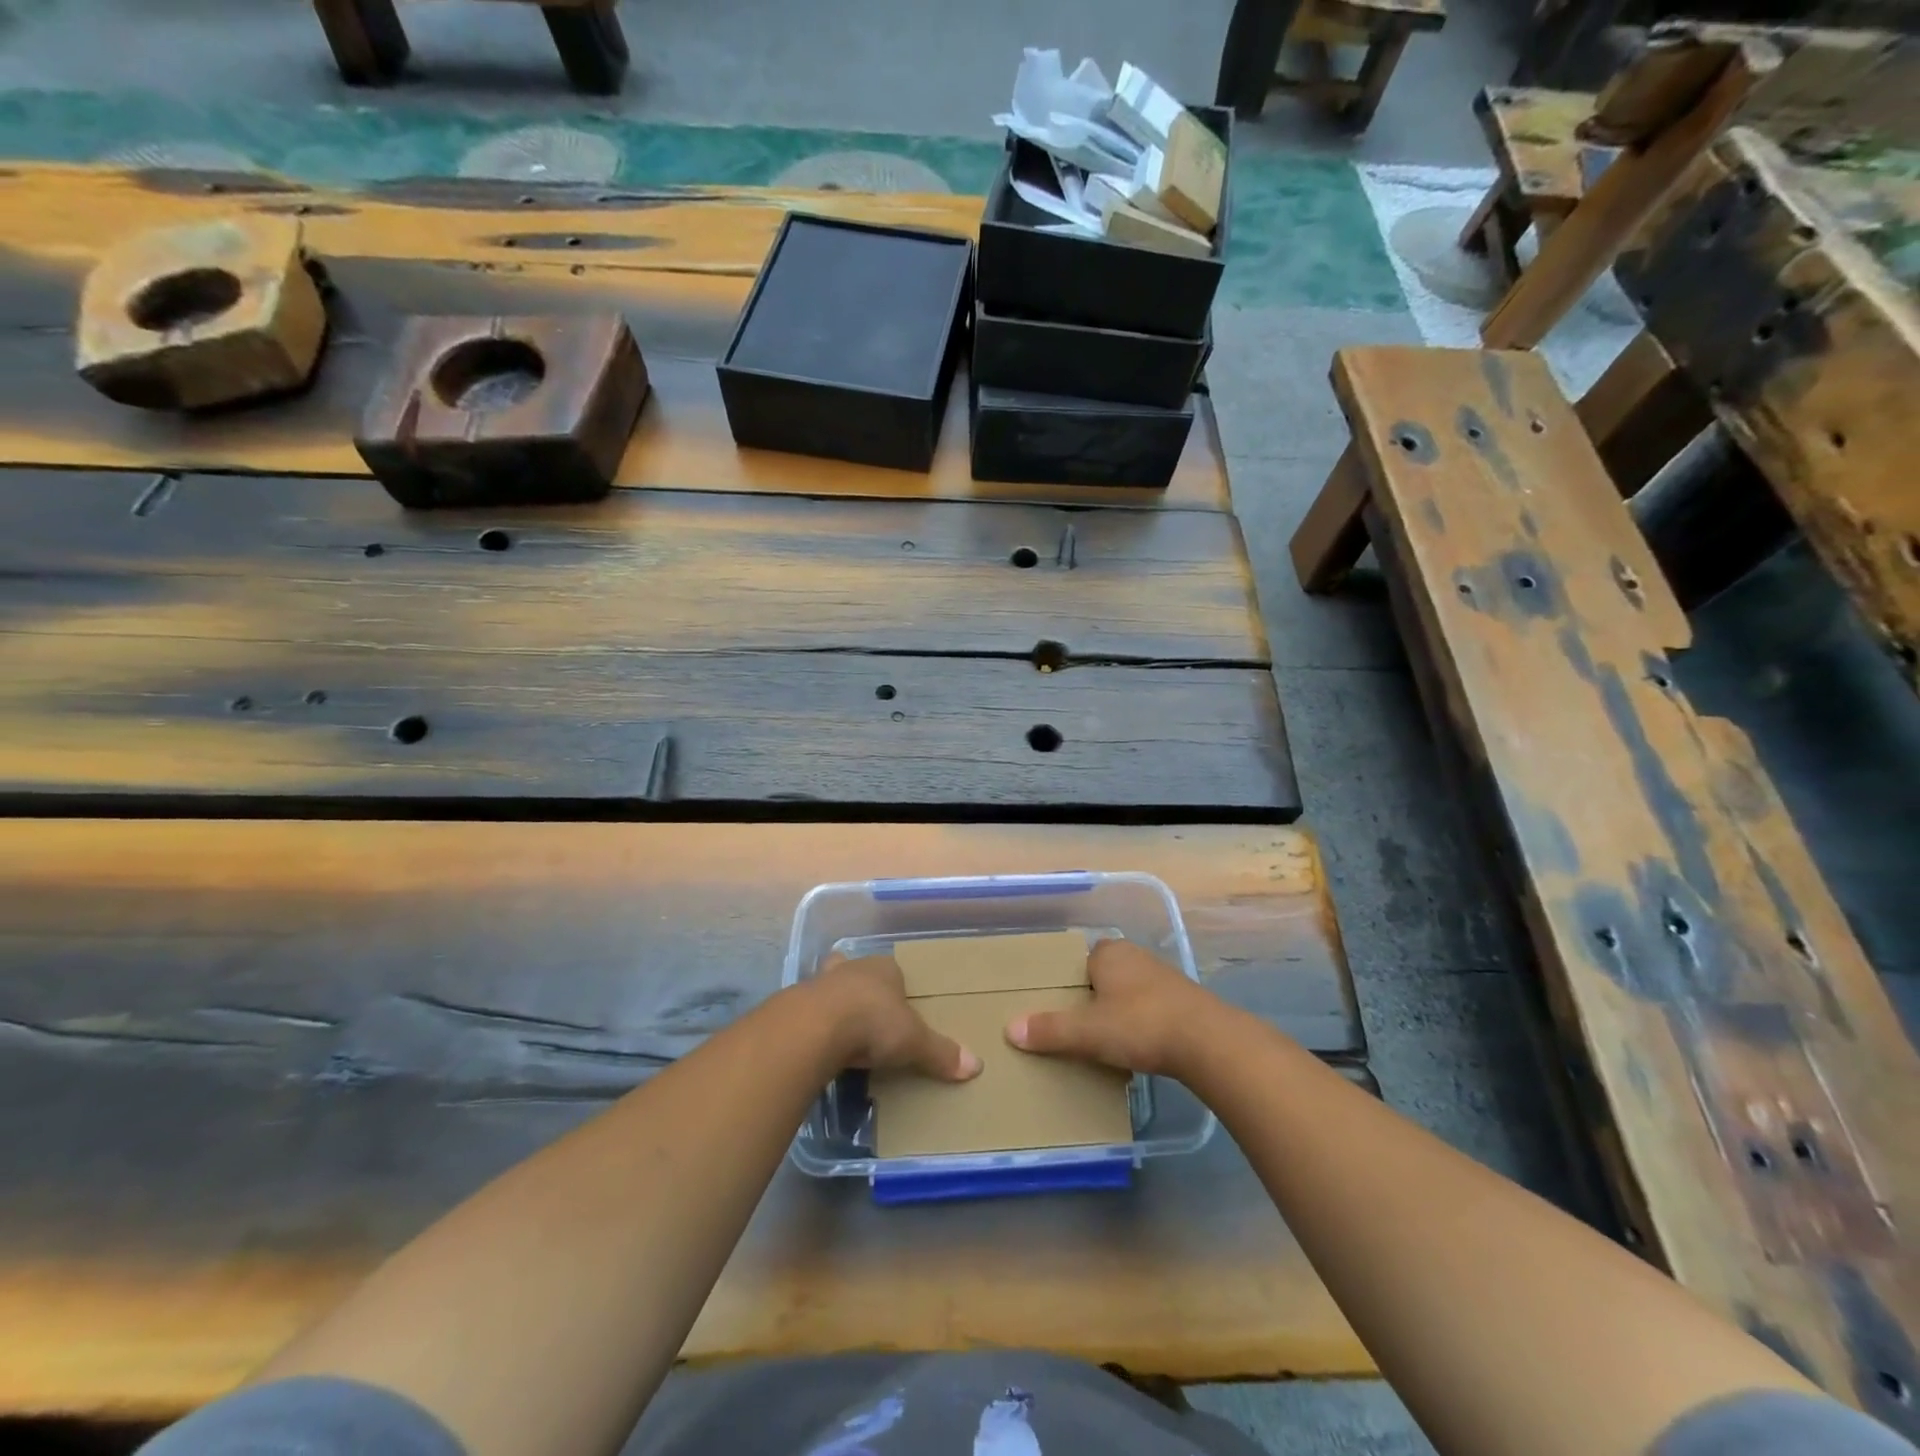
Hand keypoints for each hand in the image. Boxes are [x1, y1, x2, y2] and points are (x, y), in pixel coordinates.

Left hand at [809, 954, 981, 1081]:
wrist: (816, 1026)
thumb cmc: (874, 1022)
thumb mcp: (914, 1041)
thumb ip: (941, 1053)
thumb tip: (977, 1066)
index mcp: (885, 969)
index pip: (894, 971)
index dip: (897, 986)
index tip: (899, 1006)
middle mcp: (854, 968)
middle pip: (860, 973)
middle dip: (862, 988)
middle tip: (868, 1013)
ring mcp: (822, 983)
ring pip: (831, 986)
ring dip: (835, 1002)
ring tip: (840, 1027)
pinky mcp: (798, 1003)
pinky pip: (811, 1010)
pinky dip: (815, 1023)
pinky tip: (818, 1041)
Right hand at [1005, 939, 1221, 1077]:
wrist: (1208, 1042)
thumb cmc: (1140, 1025)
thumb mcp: (1088, 1032)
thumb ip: (1050, 1030)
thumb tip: (1010, 1029)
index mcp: (1109, 953)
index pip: (1080, 960)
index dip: (1070, 982)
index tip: (1061, 1007)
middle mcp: (1135, 956)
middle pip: (1104, 975)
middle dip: (1093, 997)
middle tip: (1079, 1026)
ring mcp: (1163, 976)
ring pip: (1129, 991)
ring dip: (1119, 1011)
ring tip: (1107, 1041)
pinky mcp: (1184, 1000)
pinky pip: (1151, 1007)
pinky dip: (1142, 1023)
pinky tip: (1139, 1047)